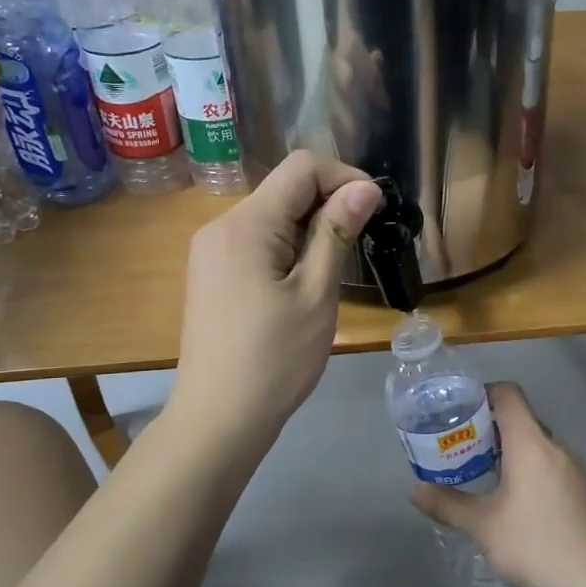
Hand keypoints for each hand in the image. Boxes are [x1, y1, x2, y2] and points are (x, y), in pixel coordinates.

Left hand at [169, 151, 380, 447]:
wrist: (218, 418)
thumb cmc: (274, 360)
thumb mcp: (316, 294)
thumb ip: (337, 233)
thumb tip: (365, 187)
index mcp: (246, 224)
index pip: (301, 168)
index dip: (344, 178)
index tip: (375, 211)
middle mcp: (221, 226)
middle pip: (284, 188)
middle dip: (328, 203)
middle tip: (361, 244)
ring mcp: (210, 251)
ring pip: (271, 215)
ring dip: (309, 227)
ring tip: (334, 269)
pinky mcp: (211, 273)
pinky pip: (255, 241)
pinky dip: (287, 246)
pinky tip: (303, 282)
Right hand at [409, 383, 585, 586]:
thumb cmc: (536, 545)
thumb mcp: (483, 527)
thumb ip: (447, 505)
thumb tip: (414, 490)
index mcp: (530, 443)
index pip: (508, 395)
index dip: (483, 394)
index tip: (459, 411)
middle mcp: (556, 447)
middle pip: (522, 420)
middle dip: (490, 429)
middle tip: (462, 448)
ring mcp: (576, 470)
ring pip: (538, 446)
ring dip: (512, 453)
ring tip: (485, 476)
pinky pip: (553, 467)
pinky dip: (531, 472)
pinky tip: (518, 505)